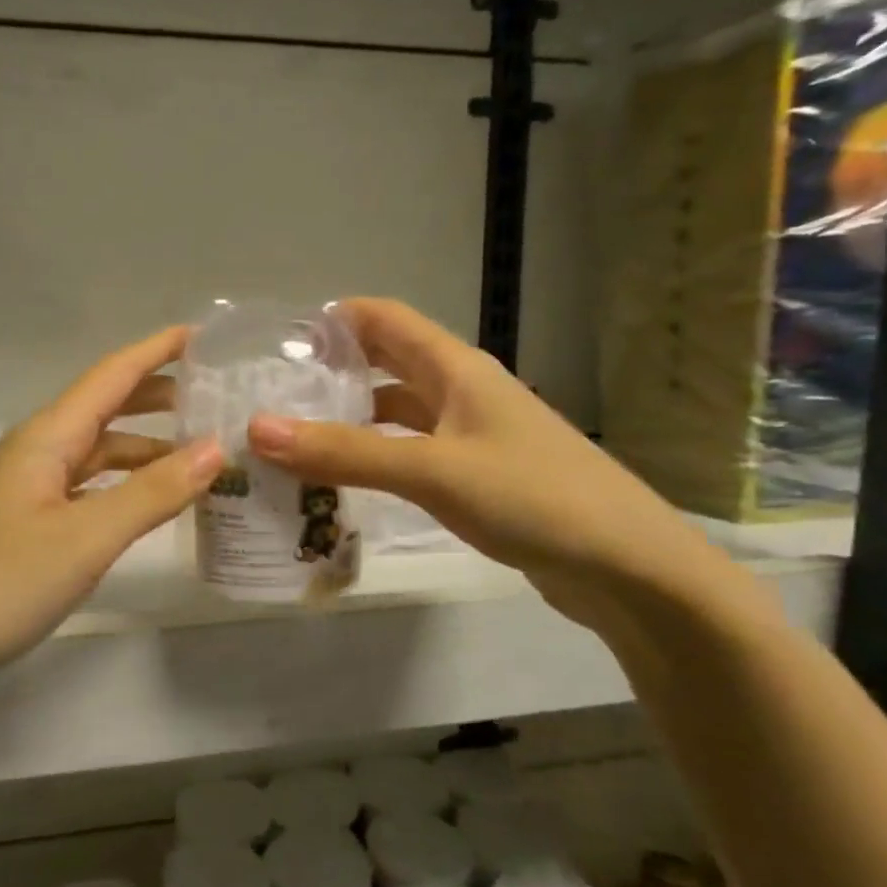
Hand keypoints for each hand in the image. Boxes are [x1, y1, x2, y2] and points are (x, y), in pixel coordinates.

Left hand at [0, 326, 222, 678]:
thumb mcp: (84, 539)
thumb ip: (152, 493)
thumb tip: (216, 447)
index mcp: (47, 437)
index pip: (112, 375)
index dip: (158, 350)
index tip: (205, 333)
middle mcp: (36, 452)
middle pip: (104, 408)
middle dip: (158, 395)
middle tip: (213, 396)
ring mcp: (25, 490)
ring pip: (96, 452)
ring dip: (145, 447)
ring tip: (197, 456)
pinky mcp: (21, 525)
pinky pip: (85, 488)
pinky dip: (122, 486)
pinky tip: (144, 504)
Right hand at [246, 299, 714, 624]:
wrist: (628, 567)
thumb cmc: (533, 498)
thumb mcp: (432, 470)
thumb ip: (346, 452)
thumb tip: (257, 429)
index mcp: (456, 368)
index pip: (383, 318)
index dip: (331, 320)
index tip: (274, 342)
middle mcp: (462, 391)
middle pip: (386, 363)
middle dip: (331, 371)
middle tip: (270, 394)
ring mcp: (472, 435)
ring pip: (397, 413)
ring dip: (349, 419)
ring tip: (292, 439)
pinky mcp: (477, 477)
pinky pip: (412, 453)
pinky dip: (375, 458)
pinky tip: (344, 482)